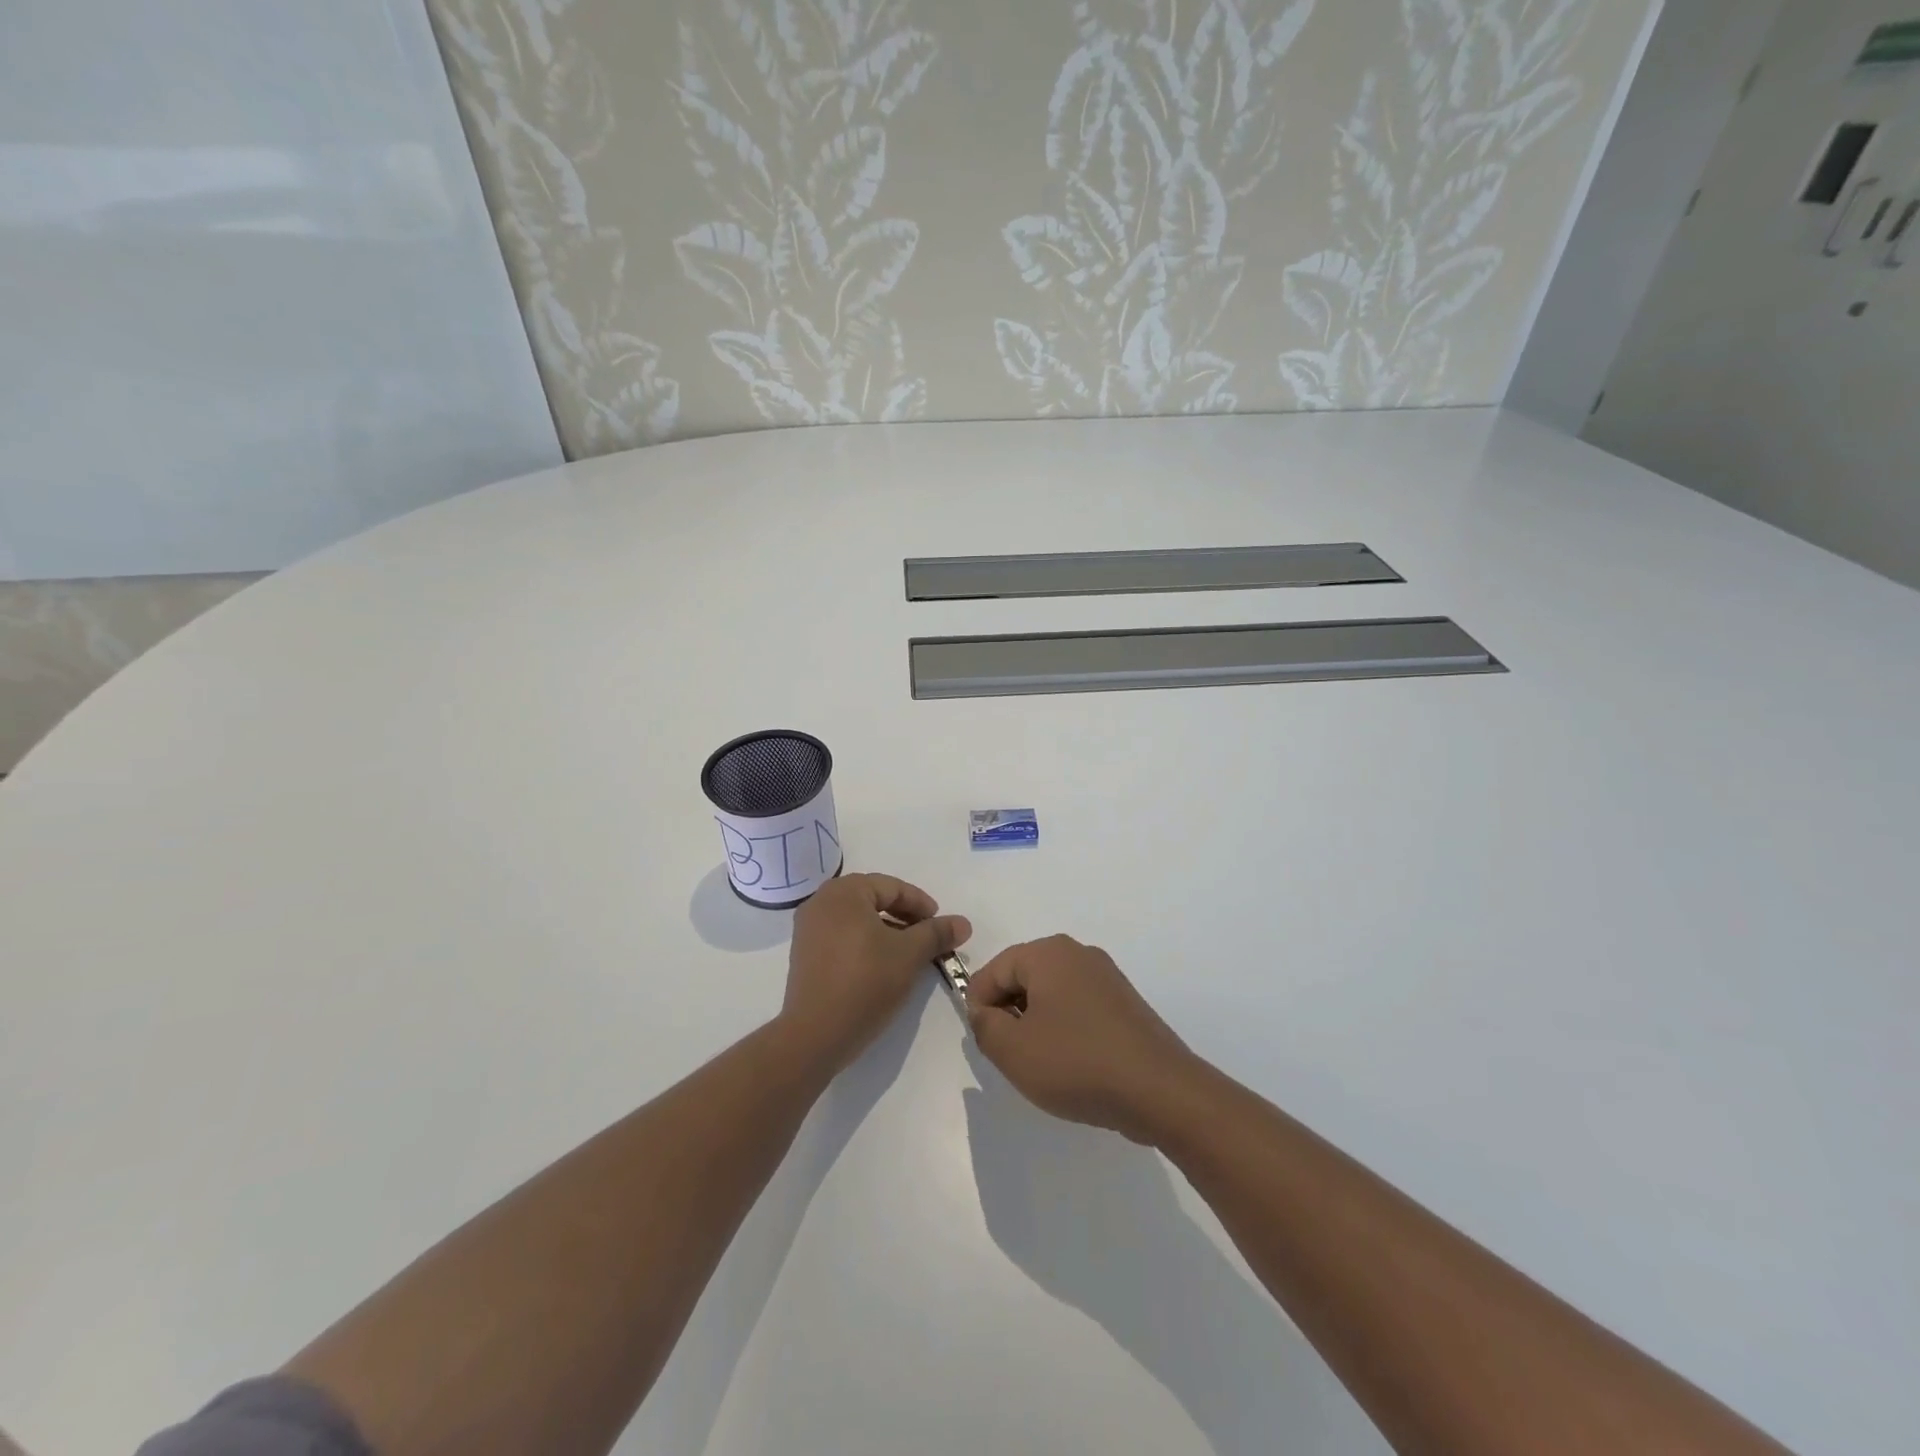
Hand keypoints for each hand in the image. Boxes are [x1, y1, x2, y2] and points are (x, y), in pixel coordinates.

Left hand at [781, 873, 970, 1074]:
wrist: (815, 1035)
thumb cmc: (865, 983)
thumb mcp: (909, 955)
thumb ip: (937, 933)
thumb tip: (964, 923)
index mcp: (844, 892)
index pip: (891, 887)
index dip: (920, 904)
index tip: (940, 925)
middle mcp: (821, 902)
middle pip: (873, 899)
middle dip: (904, 916)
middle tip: (927, 936)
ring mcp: (808, 929)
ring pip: (857, 919)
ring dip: (886, 930)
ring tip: (908, 953)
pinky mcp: (804, 954)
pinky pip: (841, 936)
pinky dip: (865, 942)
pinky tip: (881, 965)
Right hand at [966, 936, 1202, 1144]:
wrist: (1160, 1091)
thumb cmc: (1077, 1063)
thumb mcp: (1013, 1050)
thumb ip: (984, 1025)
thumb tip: (984, 1012)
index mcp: (1049, 953)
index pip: (994, 969)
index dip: (979, 1005)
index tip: (984, 1042)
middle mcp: (1078, 954)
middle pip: (1023, 977)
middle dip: (1008, 1013)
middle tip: (1009, 1055)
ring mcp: (1106, 977)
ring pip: (1051, 994)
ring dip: (1036, 1024)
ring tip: (1041, 1064)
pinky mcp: (1125, 1003)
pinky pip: (1079, 1007)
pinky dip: (1065, 1030)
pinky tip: (1072, 1065)